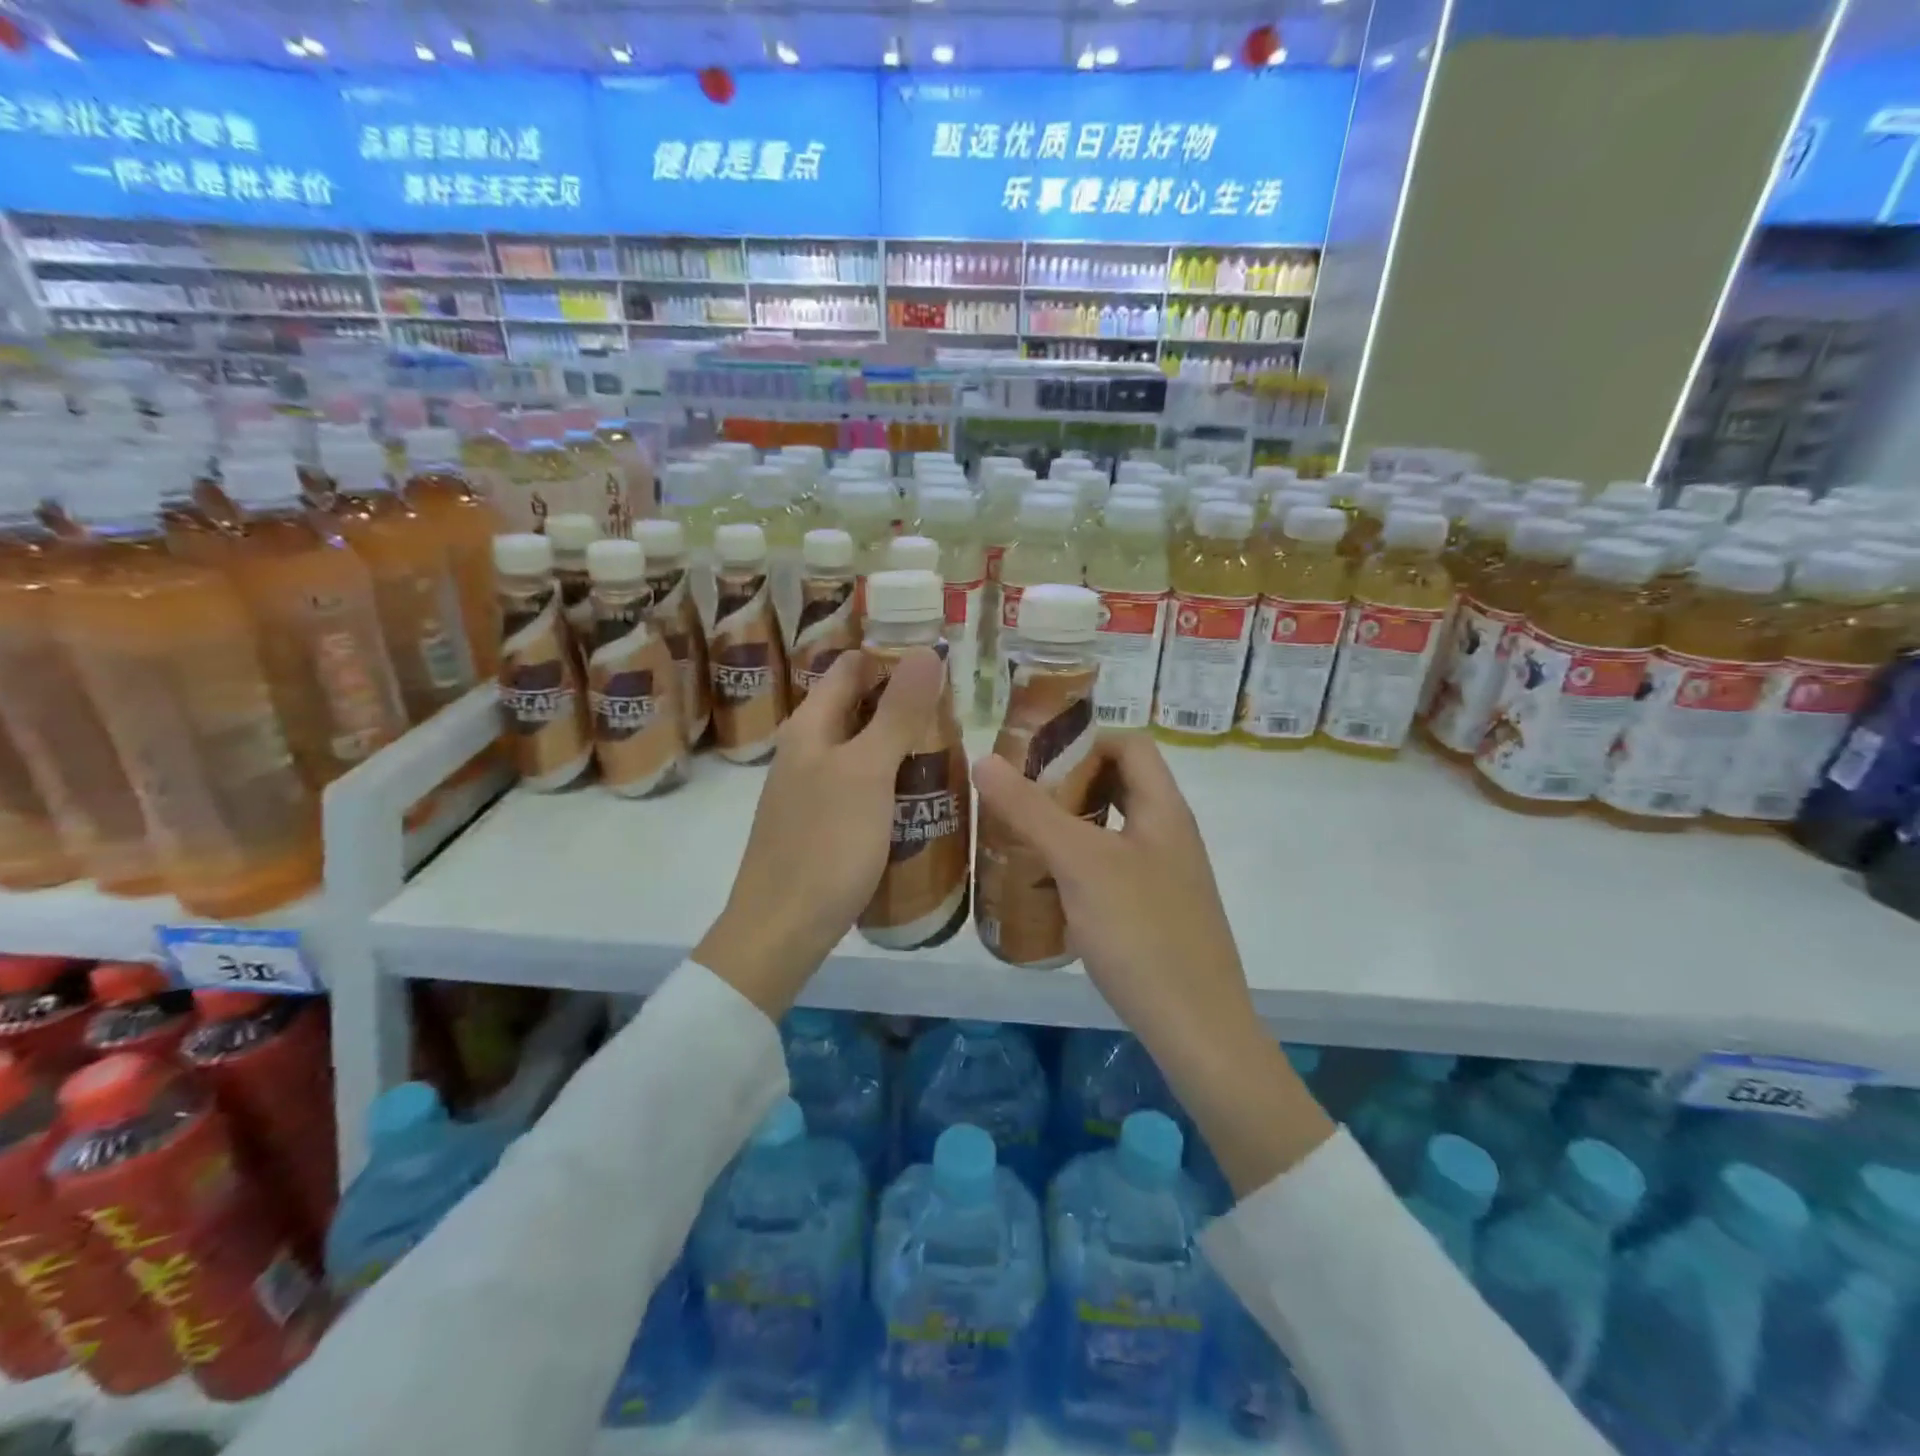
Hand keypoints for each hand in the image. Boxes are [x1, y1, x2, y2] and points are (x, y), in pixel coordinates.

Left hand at [695, 647, 944, 1016]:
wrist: (781, 930)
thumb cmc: (824, 844)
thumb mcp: (867, 772)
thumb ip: (897, 713)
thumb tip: (924, 650)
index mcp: (810, 727)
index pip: (850, 668)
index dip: (891, 657)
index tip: (942, 658)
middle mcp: (807, 751)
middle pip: (859, 708)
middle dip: (905, 702)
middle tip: (961, 705)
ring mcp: (813, 791)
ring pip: (863, 750)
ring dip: (902, 743)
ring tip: (954, 746)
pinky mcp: (824, 826)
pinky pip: (863, 788)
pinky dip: (892, 781)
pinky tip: (922, 796)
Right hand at [972, 733, 1333, 1195]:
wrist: (1196, 1028)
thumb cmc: (1141, 931)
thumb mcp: (1080, 863)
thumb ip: (1032, 810)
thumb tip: (985, 758)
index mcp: (1163, 809)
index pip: (1129, 745)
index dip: (1085, 740)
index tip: (1034, 758)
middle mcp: (1168, 835)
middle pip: (1118, 786)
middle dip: (1067, 785)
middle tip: (1016, 798)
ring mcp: (1163, 876)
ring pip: (1110, 831)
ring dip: (1067, 827)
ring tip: (1018, 839)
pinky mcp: (1152, 913)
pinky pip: (1109, 871)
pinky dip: (1076, 867)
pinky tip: (1043, 890)